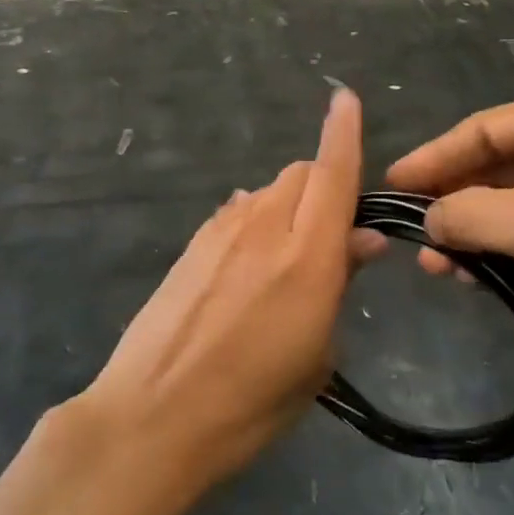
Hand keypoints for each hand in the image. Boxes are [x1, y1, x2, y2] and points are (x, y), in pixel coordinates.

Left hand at [83, 88, 363, 496]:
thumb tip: (361, 240)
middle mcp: (266, 227)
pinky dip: (256, 220)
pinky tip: (248, 263)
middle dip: (324, 187)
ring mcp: (222, 231)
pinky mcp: (192, 244)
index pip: (333, 174)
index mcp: (309, 257)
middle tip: (330, 236)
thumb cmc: (251, 404)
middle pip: (301, 174)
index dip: (344, 132)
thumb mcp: (316, 357)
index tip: (345, 98)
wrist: (152, 416)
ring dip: (289, 206)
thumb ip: (339, 285)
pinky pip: (237, 211)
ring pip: (268, 190)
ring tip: (285, 258)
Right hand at [386, 85, 513, 367]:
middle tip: (412, 232)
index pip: (486, 128)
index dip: (435, 157)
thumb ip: (472, 214)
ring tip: (437, 266)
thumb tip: (428, 220)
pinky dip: (508, 253)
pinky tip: (476, 277)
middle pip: (501, 165)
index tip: (392, 186)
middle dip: (455, 200)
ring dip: (478, 232)